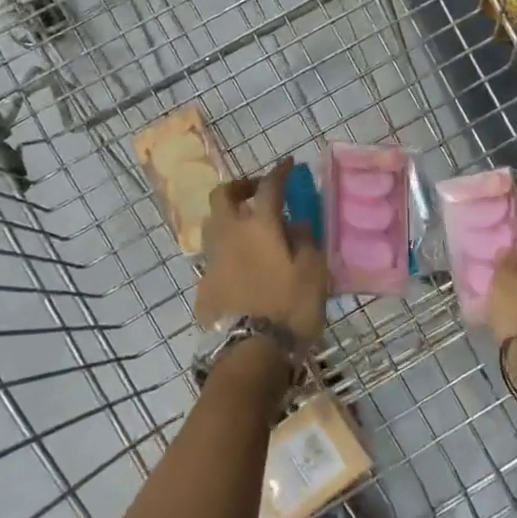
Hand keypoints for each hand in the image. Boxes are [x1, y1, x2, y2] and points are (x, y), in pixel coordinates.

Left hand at [194, 159, 328, 351]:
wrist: (249, 353)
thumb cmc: (289, 309)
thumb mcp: (313, 273)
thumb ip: (306, 241)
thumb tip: (296, 223)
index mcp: (259, 227)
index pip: (269, 187)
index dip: (279, 172)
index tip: (289, 164)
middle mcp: (230, 235)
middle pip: (223, 196)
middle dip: (240, 187)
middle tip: (258, 192)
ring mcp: (212, 260)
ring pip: (213, 225)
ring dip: (230, 218)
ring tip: (250, 230)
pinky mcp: (203, 286)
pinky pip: (215, 257)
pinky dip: (228, 252)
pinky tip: (244, 269)